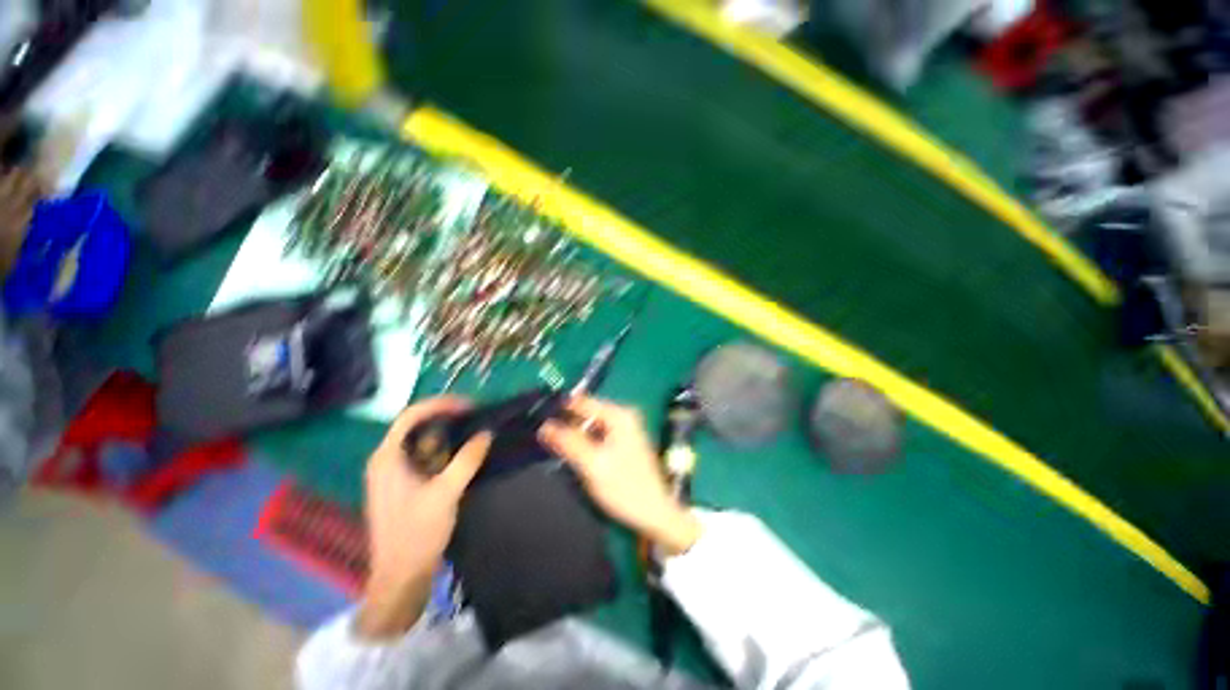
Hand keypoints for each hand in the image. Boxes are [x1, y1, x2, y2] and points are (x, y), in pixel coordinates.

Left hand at [358, 397, 491, 638]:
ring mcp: (397, 474)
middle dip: (448, 420)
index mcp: (387, 458)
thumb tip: (487, 433)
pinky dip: (447, 454)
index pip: (411, 417)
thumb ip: (467, 459)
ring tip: (477, 432)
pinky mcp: (407, 486)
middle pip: (418, 428)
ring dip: (450, 437)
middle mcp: (388, 461)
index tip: (469, 405)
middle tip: (478, 417)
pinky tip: (467, 454)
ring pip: (424, 445)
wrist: (401, 578)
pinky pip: (428, 460)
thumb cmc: (417, 533)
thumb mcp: (446, 493)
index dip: (440, 405)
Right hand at [538, 396, 700, 554]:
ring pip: (591, 425)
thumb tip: (544, 426)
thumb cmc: (625, 487)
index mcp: (619, 415)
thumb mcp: (593, 464)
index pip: (583, 402)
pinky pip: (598, 435)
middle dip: (566, 422)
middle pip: (587, 413)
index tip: (537, 416)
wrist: (655, 513)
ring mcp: (625, 430)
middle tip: (541, 433)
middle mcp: (624, 416)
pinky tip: (571, 451)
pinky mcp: (623, 443)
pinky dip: (584, 441)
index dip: (560, 408)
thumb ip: (569, 442)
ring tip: (551, 442)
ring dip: (574, 433)